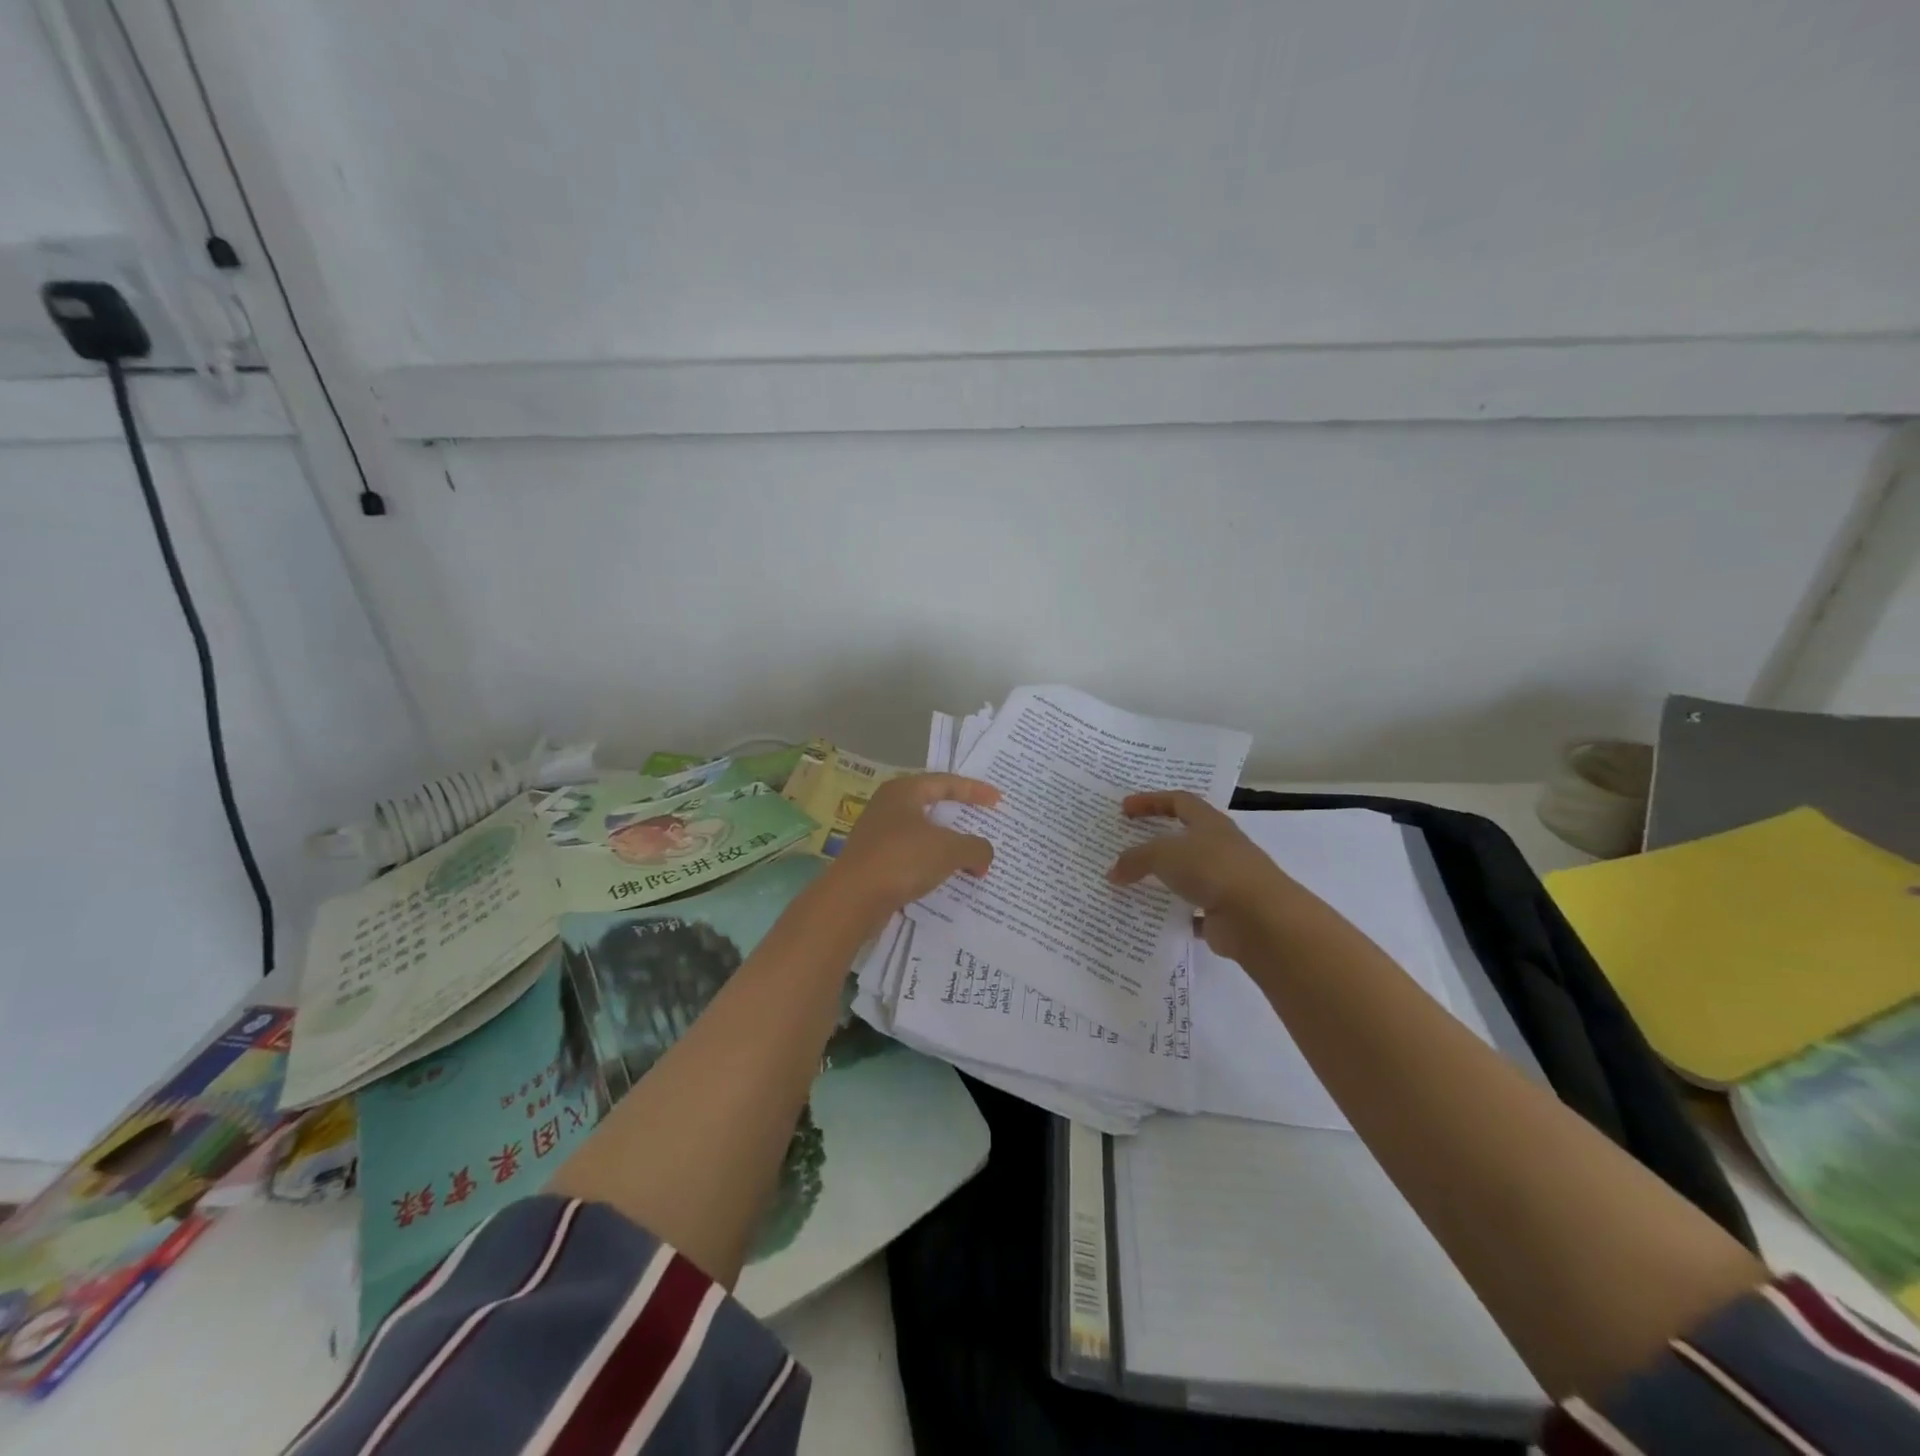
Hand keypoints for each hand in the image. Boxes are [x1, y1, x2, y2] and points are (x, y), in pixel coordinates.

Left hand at [825, 773, 999, 924]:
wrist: (853, 900)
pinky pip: (912, 855)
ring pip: (921, 833)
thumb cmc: (902, 860)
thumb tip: (984, 856)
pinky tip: (946, 876)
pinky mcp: (874, 862)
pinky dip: (932, 862)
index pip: (945, 782)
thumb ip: (975, 848)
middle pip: (932, 805)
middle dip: (960, 817)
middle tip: (984, 822)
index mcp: (903, 791)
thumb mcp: (949, 850)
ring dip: (947, 843)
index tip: (998, 801)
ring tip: (970, 855)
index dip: (974, 790)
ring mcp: (877, 835)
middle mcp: (887, 807)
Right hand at [1107, 791, 1299, 960]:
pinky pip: (1194, 910)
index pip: (1178, 801)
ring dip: (1165, 878)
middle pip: (1185, 837)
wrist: (1259, 918)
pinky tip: (1154, 917)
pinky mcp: (1225, 912)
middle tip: (1128, 844)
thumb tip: (1113, 872)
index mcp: (1210, 823)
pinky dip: (1176, 912)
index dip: (1151, 801)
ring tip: (1134, 883)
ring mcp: (1226, 881)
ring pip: (1189, 875)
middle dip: (1157, 840)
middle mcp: (1221, 848)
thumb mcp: (1163, 855)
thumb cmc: (1212, 869)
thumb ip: (1135, 859)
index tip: (1125, 808)